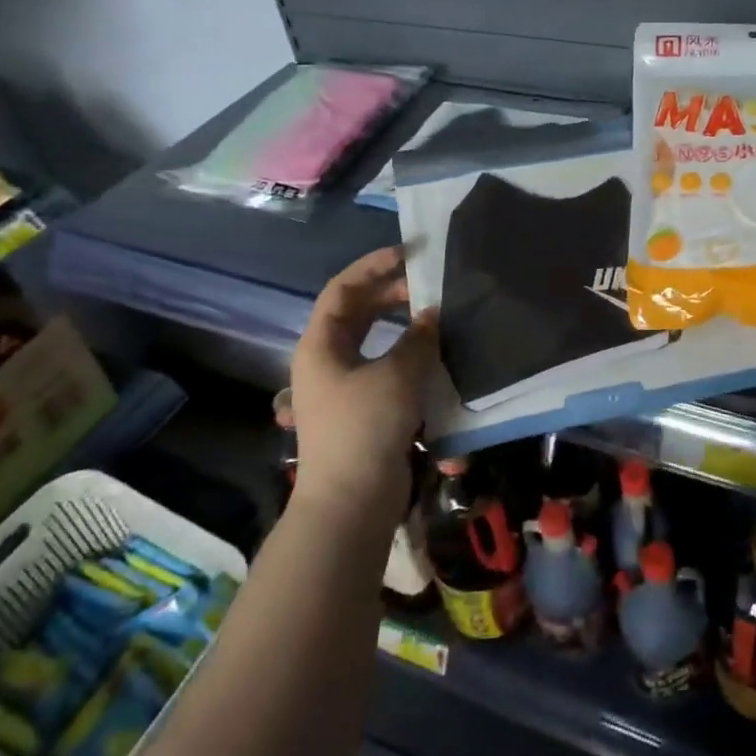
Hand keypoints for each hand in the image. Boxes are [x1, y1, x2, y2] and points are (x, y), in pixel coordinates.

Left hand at [289, 247, 437, 518]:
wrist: (350, 503)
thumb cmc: (365, 428)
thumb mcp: (398, 374)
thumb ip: (418, 338)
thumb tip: (432, 315)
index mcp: (321, 345)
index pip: (343, 289)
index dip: (373, 265)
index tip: (408, 252)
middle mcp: (326, 361)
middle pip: (356, 313)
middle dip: (390, 294)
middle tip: (427, 284)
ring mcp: (342, 388)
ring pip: (372, 341)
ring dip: (401, 326)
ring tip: (433, 315)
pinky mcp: (361, 411)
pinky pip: (383, 368)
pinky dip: (406, 356)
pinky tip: (433, 357)